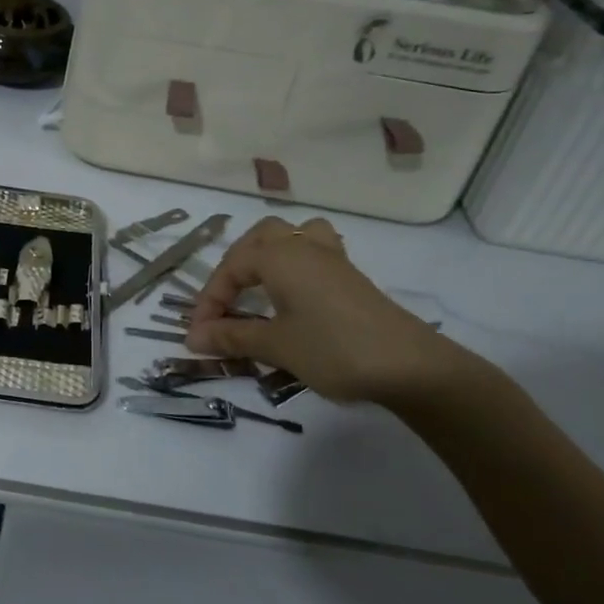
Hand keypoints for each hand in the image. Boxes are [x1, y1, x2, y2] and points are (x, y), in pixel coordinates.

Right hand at [186, 217, 501, 411]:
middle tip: (228, 302)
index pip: (230, 268)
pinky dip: (296, 265)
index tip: (198, 336)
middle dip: (236, 266)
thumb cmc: (333, 349)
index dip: (209, 302)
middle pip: (261, 238)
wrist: (410, 366)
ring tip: (261, 284)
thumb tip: (193, 337)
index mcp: (280, 255)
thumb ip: (232, 337)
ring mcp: (332, 259)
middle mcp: (303, 246)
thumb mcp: (276, 345)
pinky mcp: (351, 277)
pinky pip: (315, 253)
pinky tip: (295, 294)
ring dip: (271, 254)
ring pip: (294, 237)